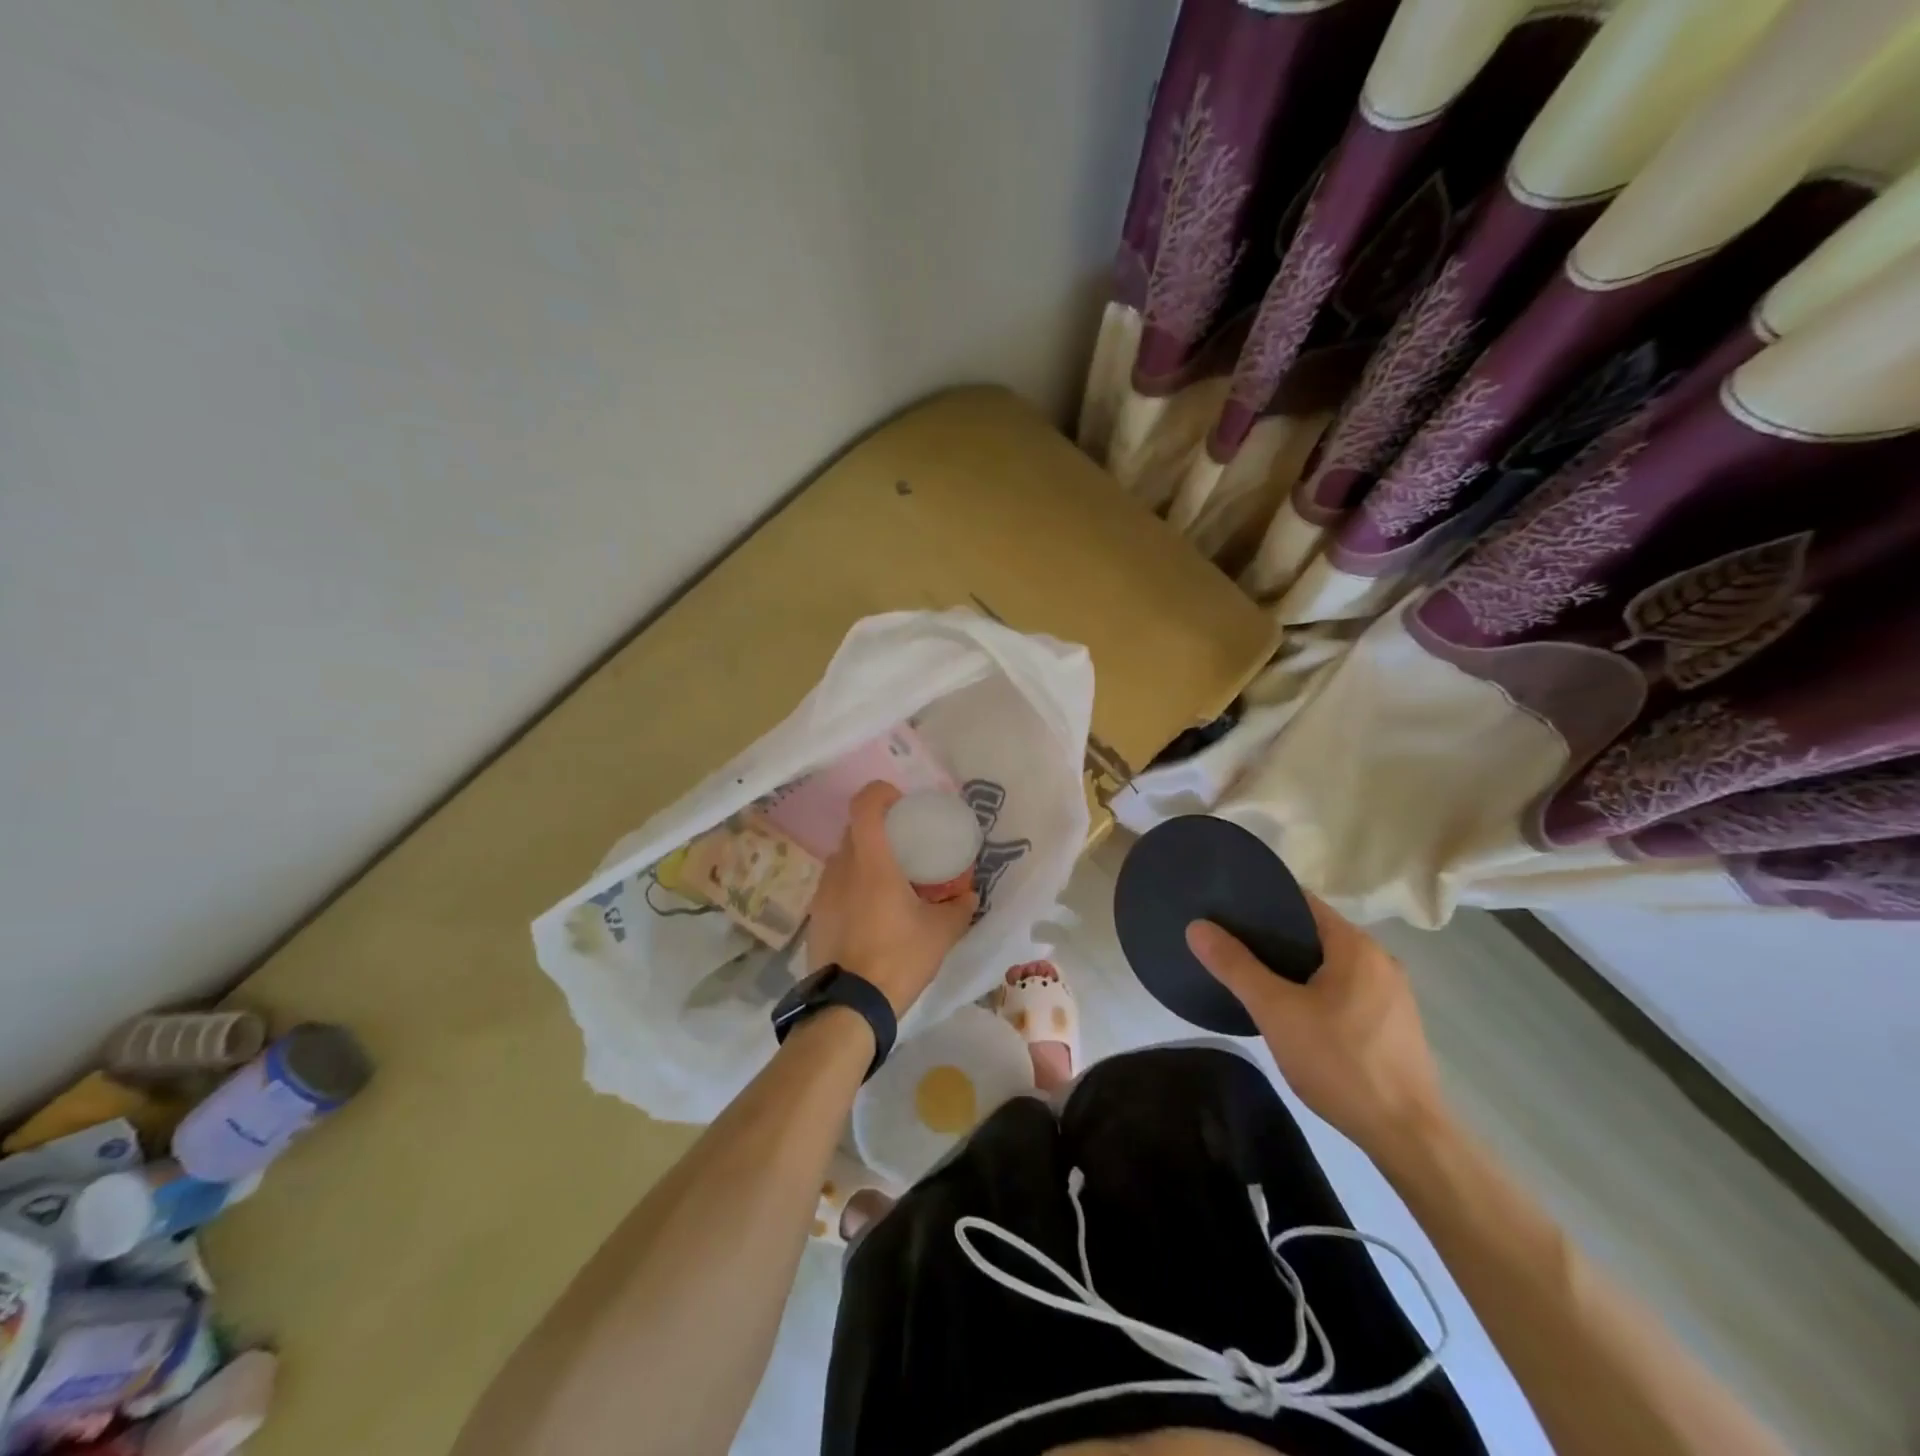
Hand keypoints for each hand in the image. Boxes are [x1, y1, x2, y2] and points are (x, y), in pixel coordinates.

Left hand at [807, 782, 978, 1016]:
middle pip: (855, 829)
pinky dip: (853, 888)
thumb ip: (959, 908)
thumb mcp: (941, 933)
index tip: (902, 803)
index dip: (881, 793)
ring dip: (865, 861)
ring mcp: (822, 892)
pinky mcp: (815, 916)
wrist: (849, 1007)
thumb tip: (968, 895)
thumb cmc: (898, 958)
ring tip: (889, 883)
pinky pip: (835, 887)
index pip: (864, 804)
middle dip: (879, 829)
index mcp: (871, 861)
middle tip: (904, 846)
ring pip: (844, 859)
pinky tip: (872, 915)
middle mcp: (841, 868)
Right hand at [1185, 895, 1445, 1153]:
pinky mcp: (1394, 1025)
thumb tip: (1197, 927)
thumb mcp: (1276, 1011)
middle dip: (1273, 937)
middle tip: (1231, 946)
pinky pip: (1345, 990)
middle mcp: (1379, 960)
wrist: (1408, 1136)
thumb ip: (1235, 965)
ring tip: (1255, 978)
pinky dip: (1316, 991)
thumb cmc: (1340, 1062)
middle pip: (1315, 933)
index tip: (1227, 910)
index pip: (1301, 902)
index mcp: (1356, 945)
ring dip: (1295, 967)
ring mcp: (1392, 994)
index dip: (1262, 900)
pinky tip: (1294, 1014)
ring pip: (1330, 965)